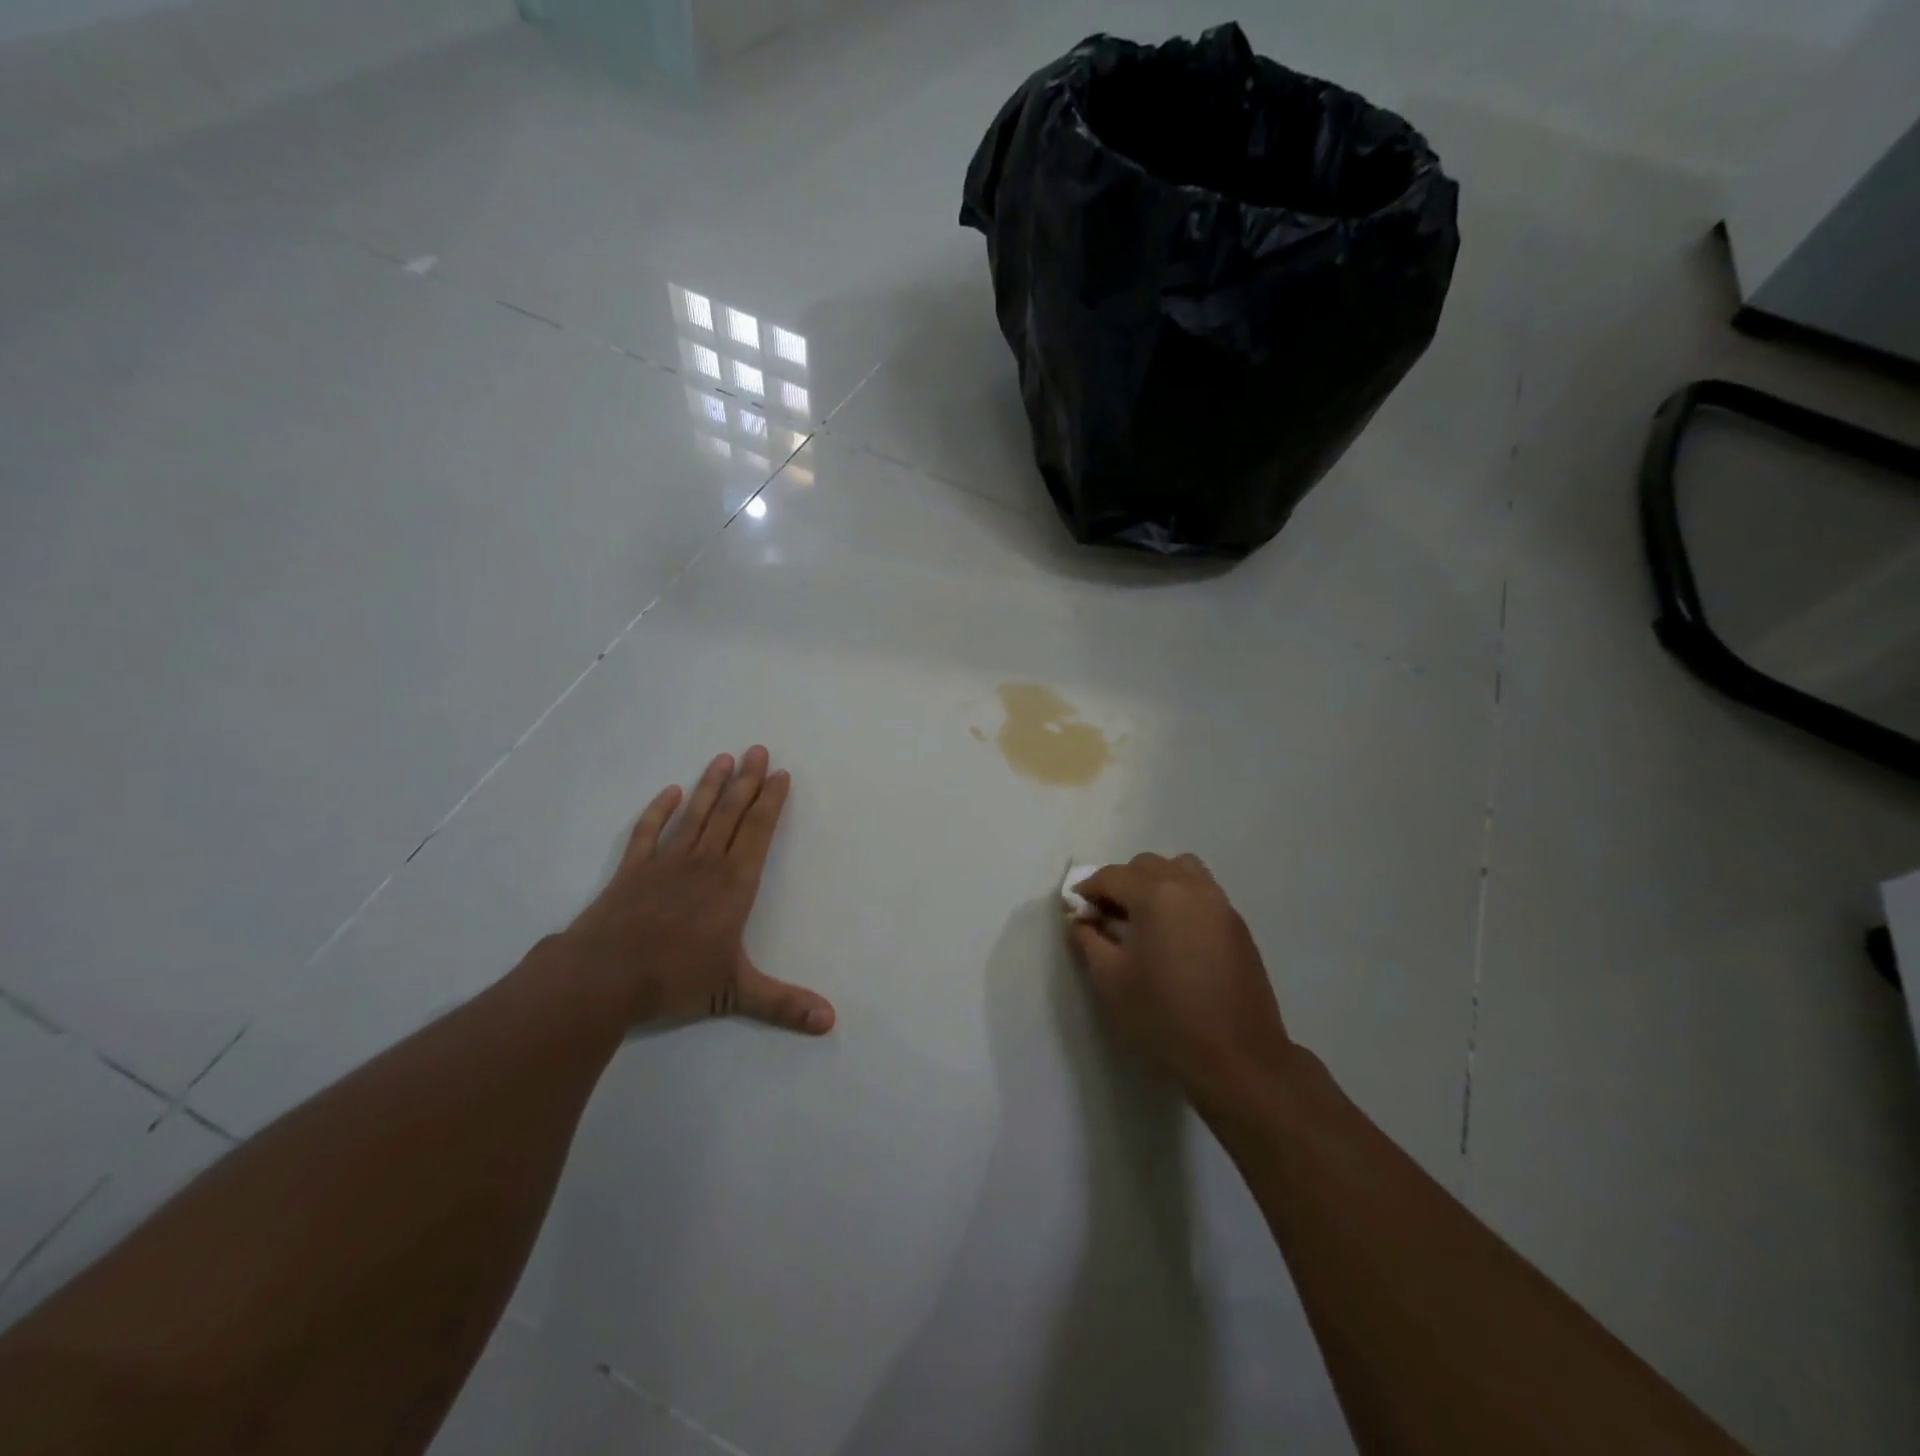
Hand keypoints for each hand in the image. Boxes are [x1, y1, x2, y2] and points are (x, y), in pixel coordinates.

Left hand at [560, 746, 834, 1034]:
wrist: (601, 977)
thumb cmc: (674, 979)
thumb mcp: (735, 994)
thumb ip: (784, 1004)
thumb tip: (831, 1021)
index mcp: (732, 884)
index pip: (757, 832)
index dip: (770, 802)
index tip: (780, 774)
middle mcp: (703, 863)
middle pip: (729, 813)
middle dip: (746, 781)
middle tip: (758, 749)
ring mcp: (664, 862)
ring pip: (693, 815)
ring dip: (709, 785)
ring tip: (723, 758)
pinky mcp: (631, 870)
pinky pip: (648, 832)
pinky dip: (658, 810)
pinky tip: (669, 792)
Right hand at [1066, 853, 1289, 1108]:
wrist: (1237, 1055)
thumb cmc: (1164, 1016)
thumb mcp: (1110, 980)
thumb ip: (1088, 939)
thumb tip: (1079, 918)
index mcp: (1156, 895)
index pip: (1112, 875)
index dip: (1088, 889)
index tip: (1076, 910)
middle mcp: (1190, 886)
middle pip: (1146, 865)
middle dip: (1121, 882)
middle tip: (1107, 915)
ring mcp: (1218, 902)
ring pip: (1179, 868)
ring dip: (1155, 881)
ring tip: (1144, 916)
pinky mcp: (1236, 922)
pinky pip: (1201, 890)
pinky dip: (1180, 896)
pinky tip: (1173, 933)